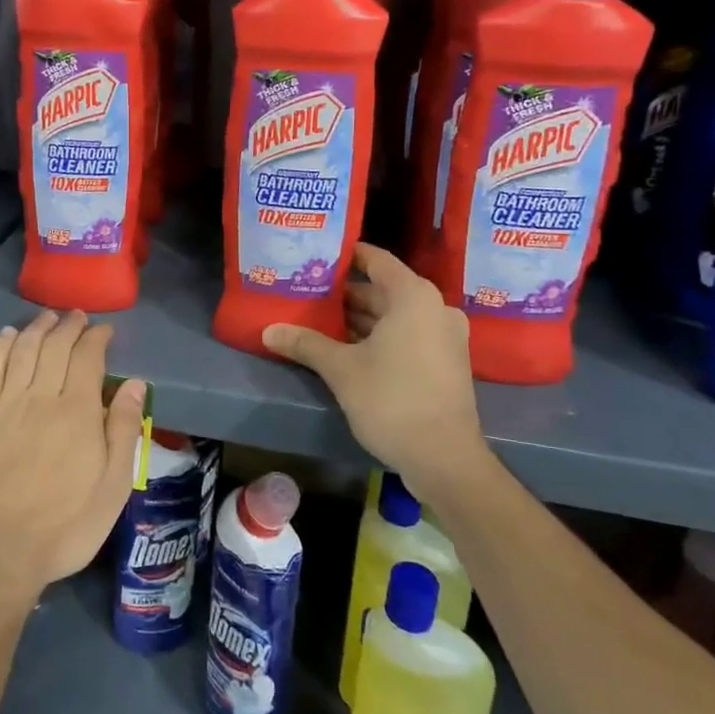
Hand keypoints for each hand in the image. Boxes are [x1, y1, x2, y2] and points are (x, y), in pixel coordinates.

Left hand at [0, 310, 145, 608]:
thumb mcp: (112, 488)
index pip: (88, 357)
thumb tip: (135, 384)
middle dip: (69, 326)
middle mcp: (41, 397)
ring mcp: (6, 405)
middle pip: (55, 346)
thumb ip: (124, 431)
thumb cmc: (64, 527)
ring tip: (48, 317)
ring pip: (23, 350)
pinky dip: (0, 347)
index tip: (105, 330)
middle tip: (78, 317)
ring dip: (37, 328)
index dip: (97, 337)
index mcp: (78, 412)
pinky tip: (7, 335)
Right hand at [262, 244, 489, 487]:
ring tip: (320, 319)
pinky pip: (408, 335)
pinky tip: (346, 347)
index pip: (376, 260)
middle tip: (309, 291)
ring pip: (396, 315)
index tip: (318, 254)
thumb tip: (268, 330)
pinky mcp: (446, 362)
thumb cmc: (392, 400)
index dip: (347, 255)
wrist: (444, 459)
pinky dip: (380, 336)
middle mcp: (434, 308)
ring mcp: (444, 336)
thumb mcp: (341, 369)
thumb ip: (306, 343)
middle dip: (347, 293)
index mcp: (413, 297)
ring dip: (361, 318)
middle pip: (384, 289)